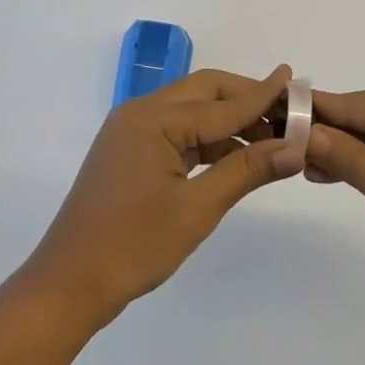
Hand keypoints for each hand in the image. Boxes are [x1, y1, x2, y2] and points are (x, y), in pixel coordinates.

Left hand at [20, 67, 303, 326]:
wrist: (68, 284)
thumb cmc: (133, 246)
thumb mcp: (196, 209)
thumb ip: (246, 171)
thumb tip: (295, 148)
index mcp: (153, 119)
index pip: (222, 104)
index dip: (263, 96)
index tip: (296, 80)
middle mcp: (140, 112)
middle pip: (204, 93)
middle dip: (246, 99)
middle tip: (287, 112)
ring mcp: (132, 130)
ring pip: (191, 111)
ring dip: (229, 120)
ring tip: (271, 137)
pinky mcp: (130, 150)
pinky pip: (177, 131)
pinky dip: (208, 139)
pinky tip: (235, 155)